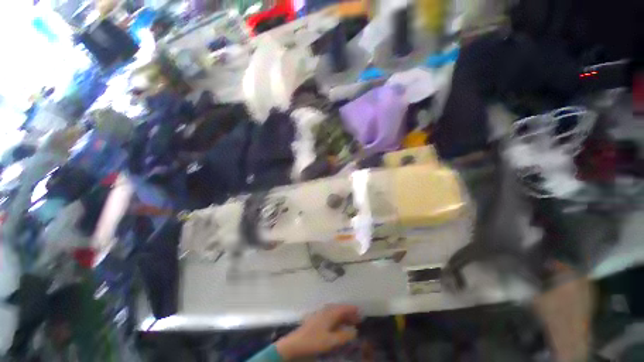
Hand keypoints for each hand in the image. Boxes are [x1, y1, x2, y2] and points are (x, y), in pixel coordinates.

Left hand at [275, 305, 359, 359]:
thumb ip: (344, 336)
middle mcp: (326, 311)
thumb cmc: (314, 341)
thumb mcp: (331, 341)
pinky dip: (338, 321)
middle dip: (349, 314)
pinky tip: (339, 327)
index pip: (344, 308)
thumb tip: (355, 331)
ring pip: (336, 314)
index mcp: (330, 313)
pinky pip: (331, 317)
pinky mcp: (318, 320)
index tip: (360, 312)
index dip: (352, 309)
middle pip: (340, 310)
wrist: (296, 344)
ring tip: (351, 323)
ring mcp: (321, 315)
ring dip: (344, 317)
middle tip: (358, 320)